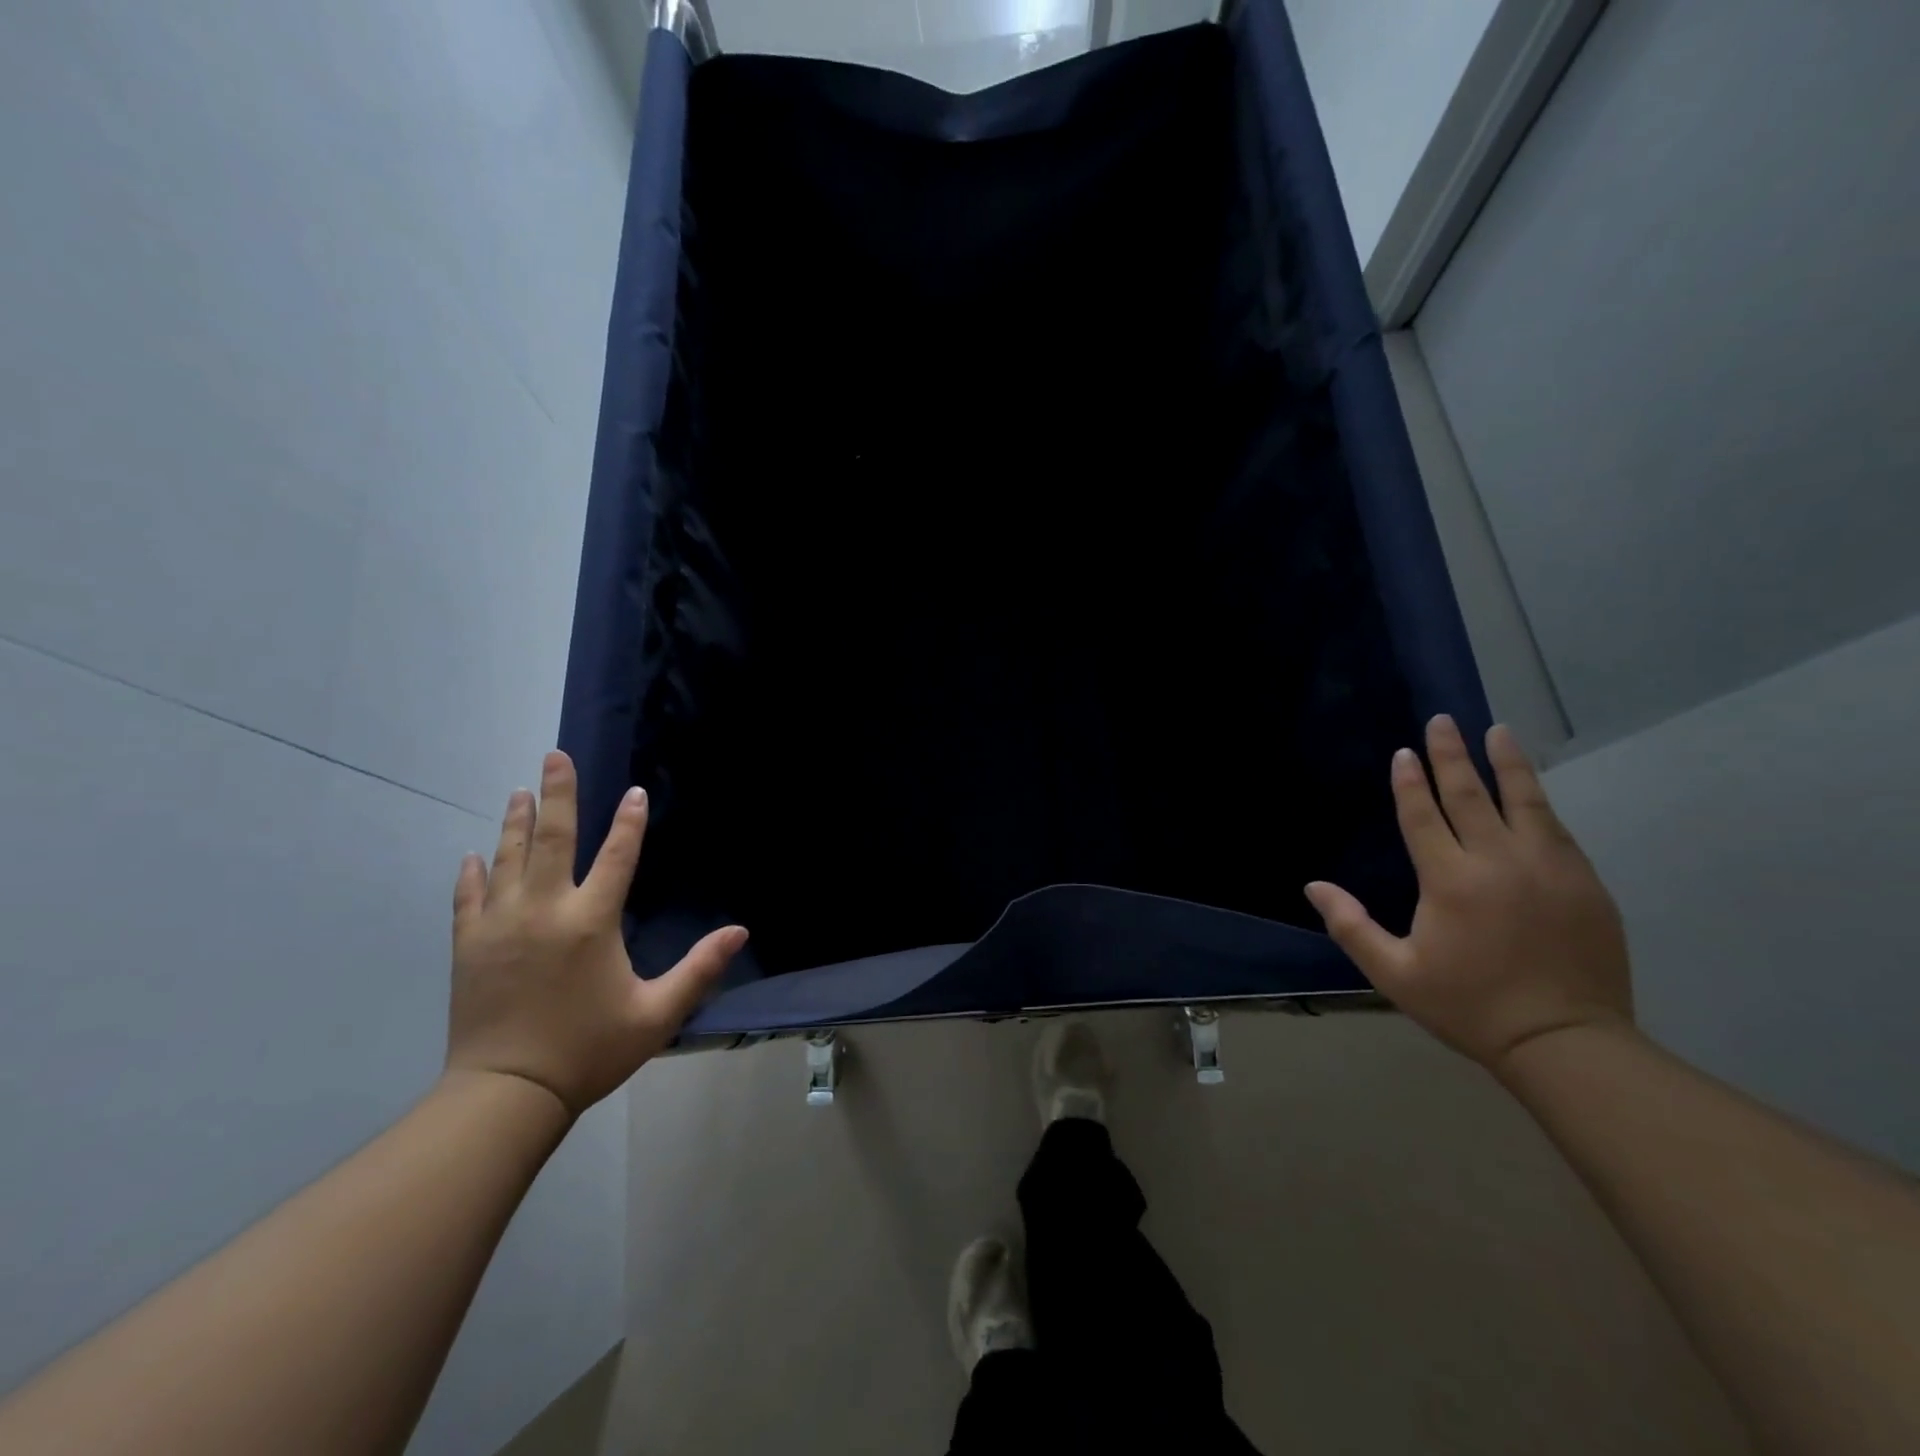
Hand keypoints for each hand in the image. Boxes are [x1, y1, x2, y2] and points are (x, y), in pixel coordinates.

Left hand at [446, 751, 746, 1117]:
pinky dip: (472, 872)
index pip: (617, 857)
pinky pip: (468, 897)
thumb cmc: (589, 1050)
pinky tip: (474, 854)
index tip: (634, 791)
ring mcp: (500, 925)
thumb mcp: (657, 1013)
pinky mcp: (469, 946)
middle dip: (557, 794)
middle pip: (551, 839)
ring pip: (508, 859)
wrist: (506, 1094)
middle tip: (554, 756)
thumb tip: (740, 931)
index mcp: (590, 922)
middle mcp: (544, 910)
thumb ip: (700, 969)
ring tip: (521, 791)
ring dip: (517, 822)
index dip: (629, 822)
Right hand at [1304, 717, 1631, 1072]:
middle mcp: (1499, 861)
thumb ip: (1351, 926)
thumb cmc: (1469, 1006)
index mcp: (1450, 880)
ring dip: (1506, 763)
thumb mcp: (1395, 973)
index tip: (1404, 752)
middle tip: (1443, 721)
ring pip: (1523, 801)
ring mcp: (1548, 868)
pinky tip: (1531, 789)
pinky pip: (1555, 828)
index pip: (1424, 816)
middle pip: (1470, 795)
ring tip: (1497, 731)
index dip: (1410, 782)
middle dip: (1452, 755)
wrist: (1566, 1042)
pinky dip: (1538, 800)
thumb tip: (1314, 886)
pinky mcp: (1584, 883)